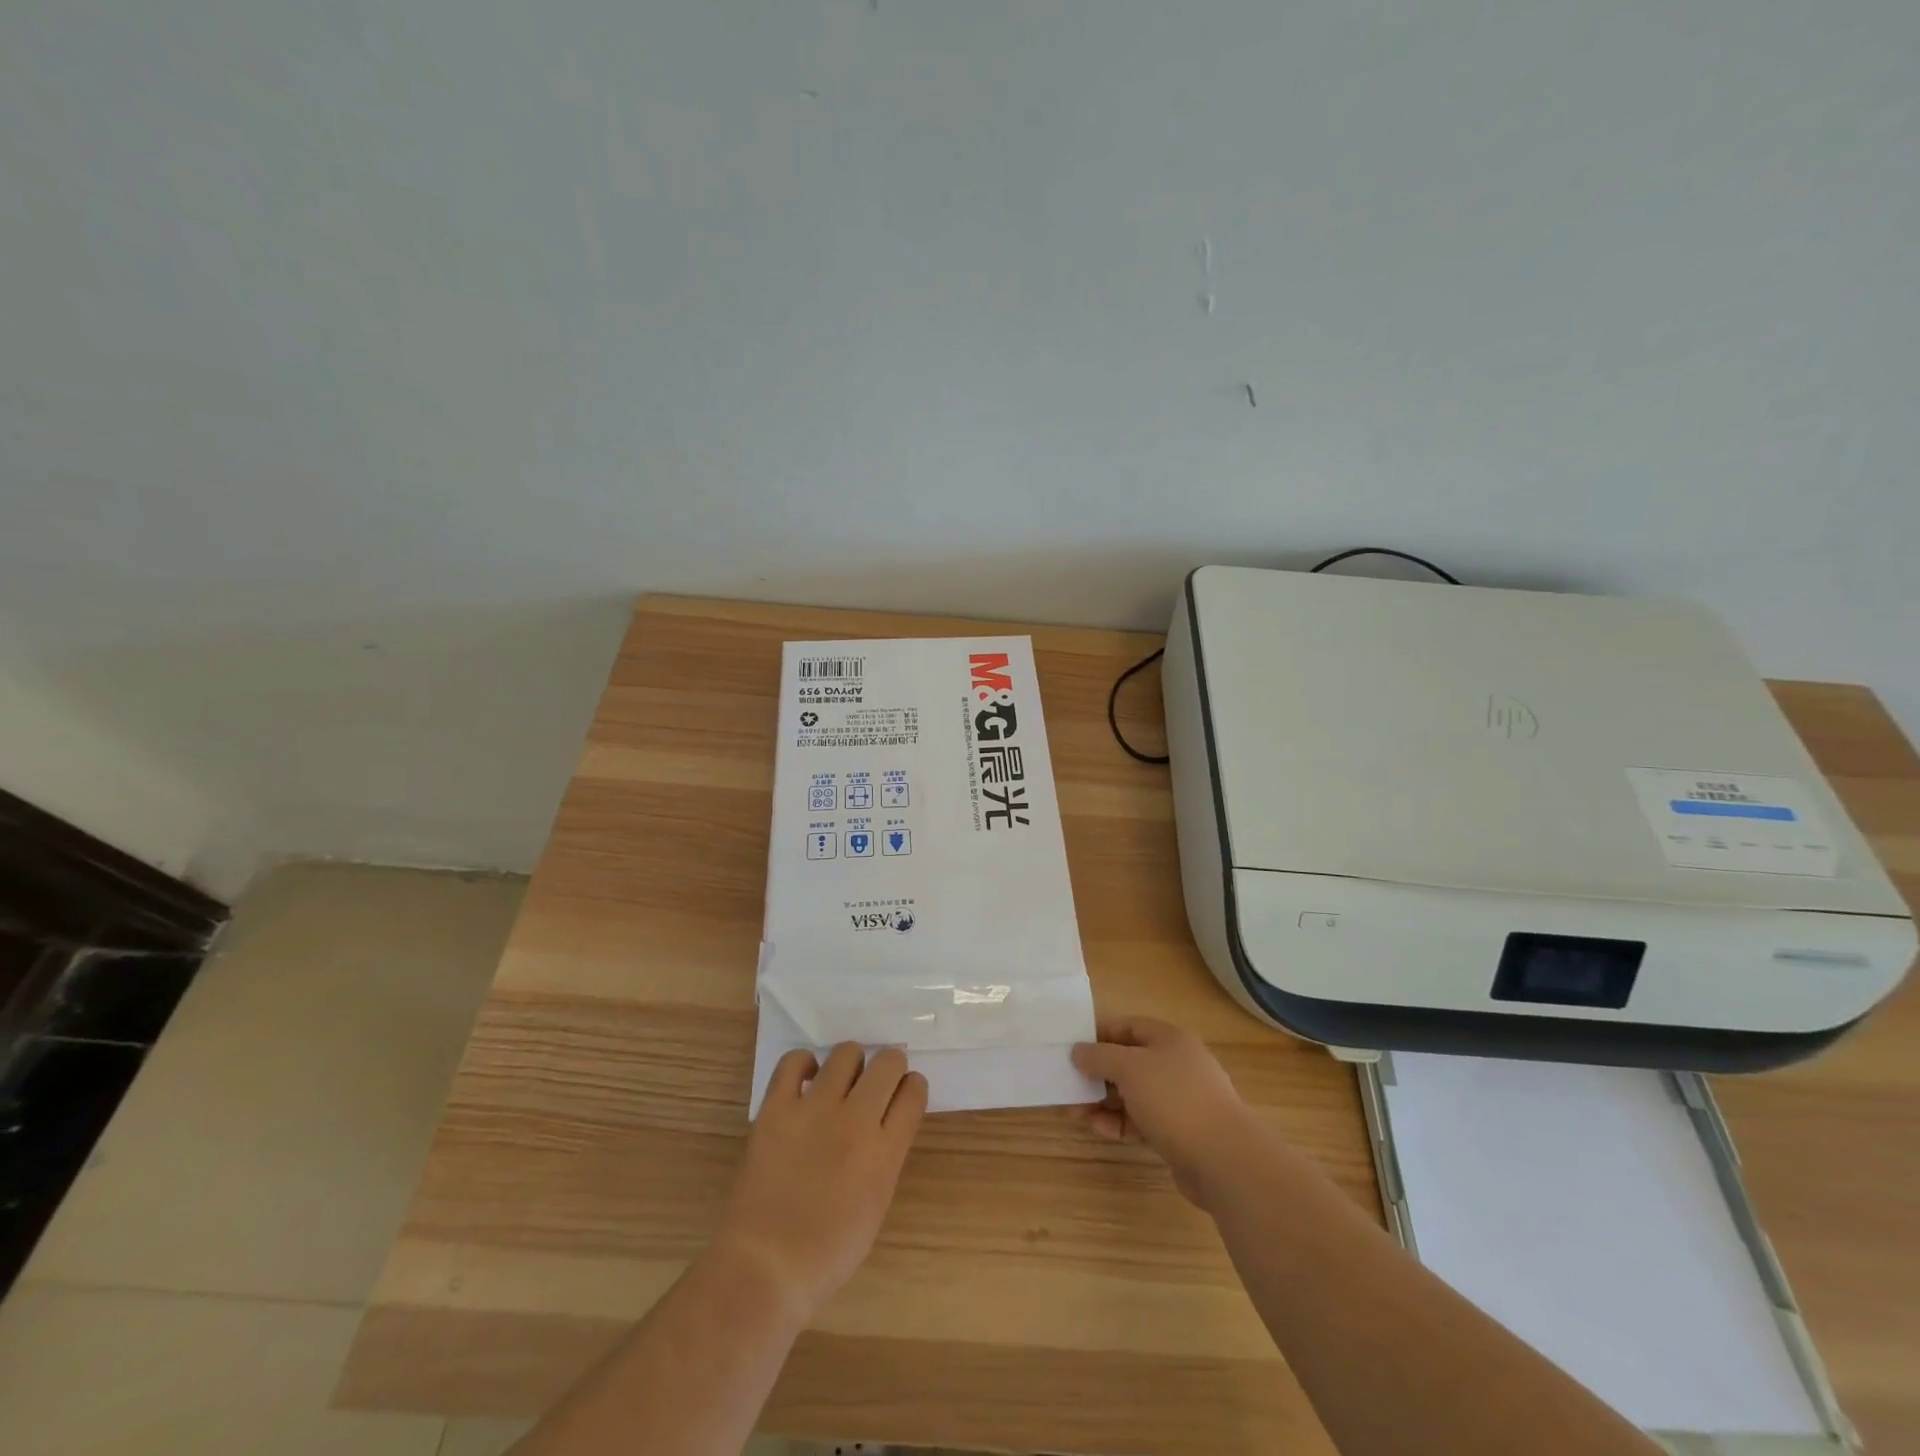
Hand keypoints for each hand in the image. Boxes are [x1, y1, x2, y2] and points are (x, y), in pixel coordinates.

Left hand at [715, 1043, 927, 1319]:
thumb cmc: (827, 1253)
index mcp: (885, 1152)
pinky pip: (794, 1061)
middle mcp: (856, 1120)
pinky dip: (804, 1064)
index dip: (912, 1087)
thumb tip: (883, 1123)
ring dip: (850, 1064)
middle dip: (889, 1067)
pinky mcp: (777, 1108)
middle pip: (888, 1062)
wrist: (765, 1266)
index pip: (914, 1093)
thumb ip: (886, 1156)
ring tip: (840, 1082)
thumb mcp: (876, 1204)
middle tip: (876, 1083)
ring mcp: (814, 1110)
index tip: (904, 1092)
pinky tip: (806, 1081)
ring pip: (846, 1052)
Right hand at [1072, 1016, 1263, 1209]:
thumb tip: (1078, 1051)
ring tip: (1073, 1111)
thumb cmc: (1173, 1098)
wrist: (1223, 1159)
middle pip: (1128, 1061)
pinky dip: (1118, 1122)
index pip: (1127, 1027)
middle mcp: (1176, 1064)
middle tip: (1068, 1084)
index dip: (1099, 1035)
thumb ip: (1099, 1056)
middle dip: (1096, 1073)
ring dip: (1103, 1100)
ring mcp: (1179, 1100)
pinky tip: (1096, 1128)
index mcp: (1169, 1039)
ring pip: (1133, 1094)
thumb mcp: (1129, 1067)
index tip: (1072, 1048)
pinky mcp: (1179, 1132)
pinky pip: (1141, 1120)